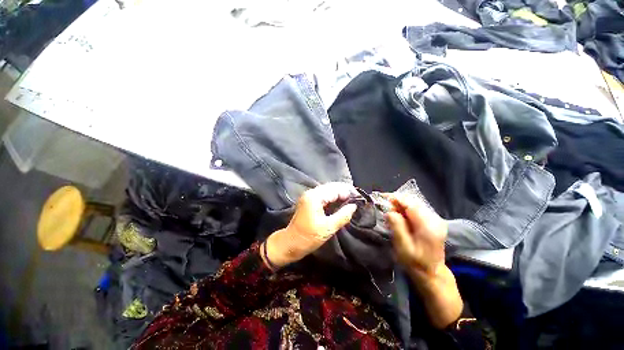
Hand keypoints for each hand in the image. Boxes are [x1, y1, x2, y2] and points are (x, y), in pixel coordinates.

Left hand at [263, 183, 357, 268]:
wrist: (290, 243)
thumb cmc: (308, 237)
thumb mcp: (328, 228)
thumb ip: (342, 215)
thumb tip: (354, 206)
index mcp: (315, 197)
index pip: (335, 189)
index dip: (348, 192)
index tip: (360, 198)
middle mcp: (311, 192)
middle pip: (332, 187)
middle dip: (345, 191)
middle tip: (357, 199)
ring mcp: (309, 196)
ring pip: (328, 190)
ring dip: (340, 194)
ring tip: (351, 200)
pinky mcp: (309, 201)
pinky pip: (324, 195)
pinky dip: (333, 197)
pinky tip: (340, 203)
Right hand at [386, 194, 462, 328]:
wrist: (431, 273)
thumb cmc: (415, 263)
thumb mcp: (403, 247)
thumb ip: (397, 227)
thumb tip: (389, 211)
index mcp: (428, 226)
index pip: (410, 204)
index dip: (396, 198)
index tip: (382, 198)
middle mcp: (434, 219)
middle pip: (413, 202)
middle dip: (396, 201)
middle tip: (384, 207)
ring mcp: (435, 219)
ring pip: (414, 204)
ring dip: (400, 205)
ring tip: (389, 211)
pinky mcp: (433, 221)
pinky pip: (416, 209)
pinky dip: (405, 209)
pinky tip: (399, 216)